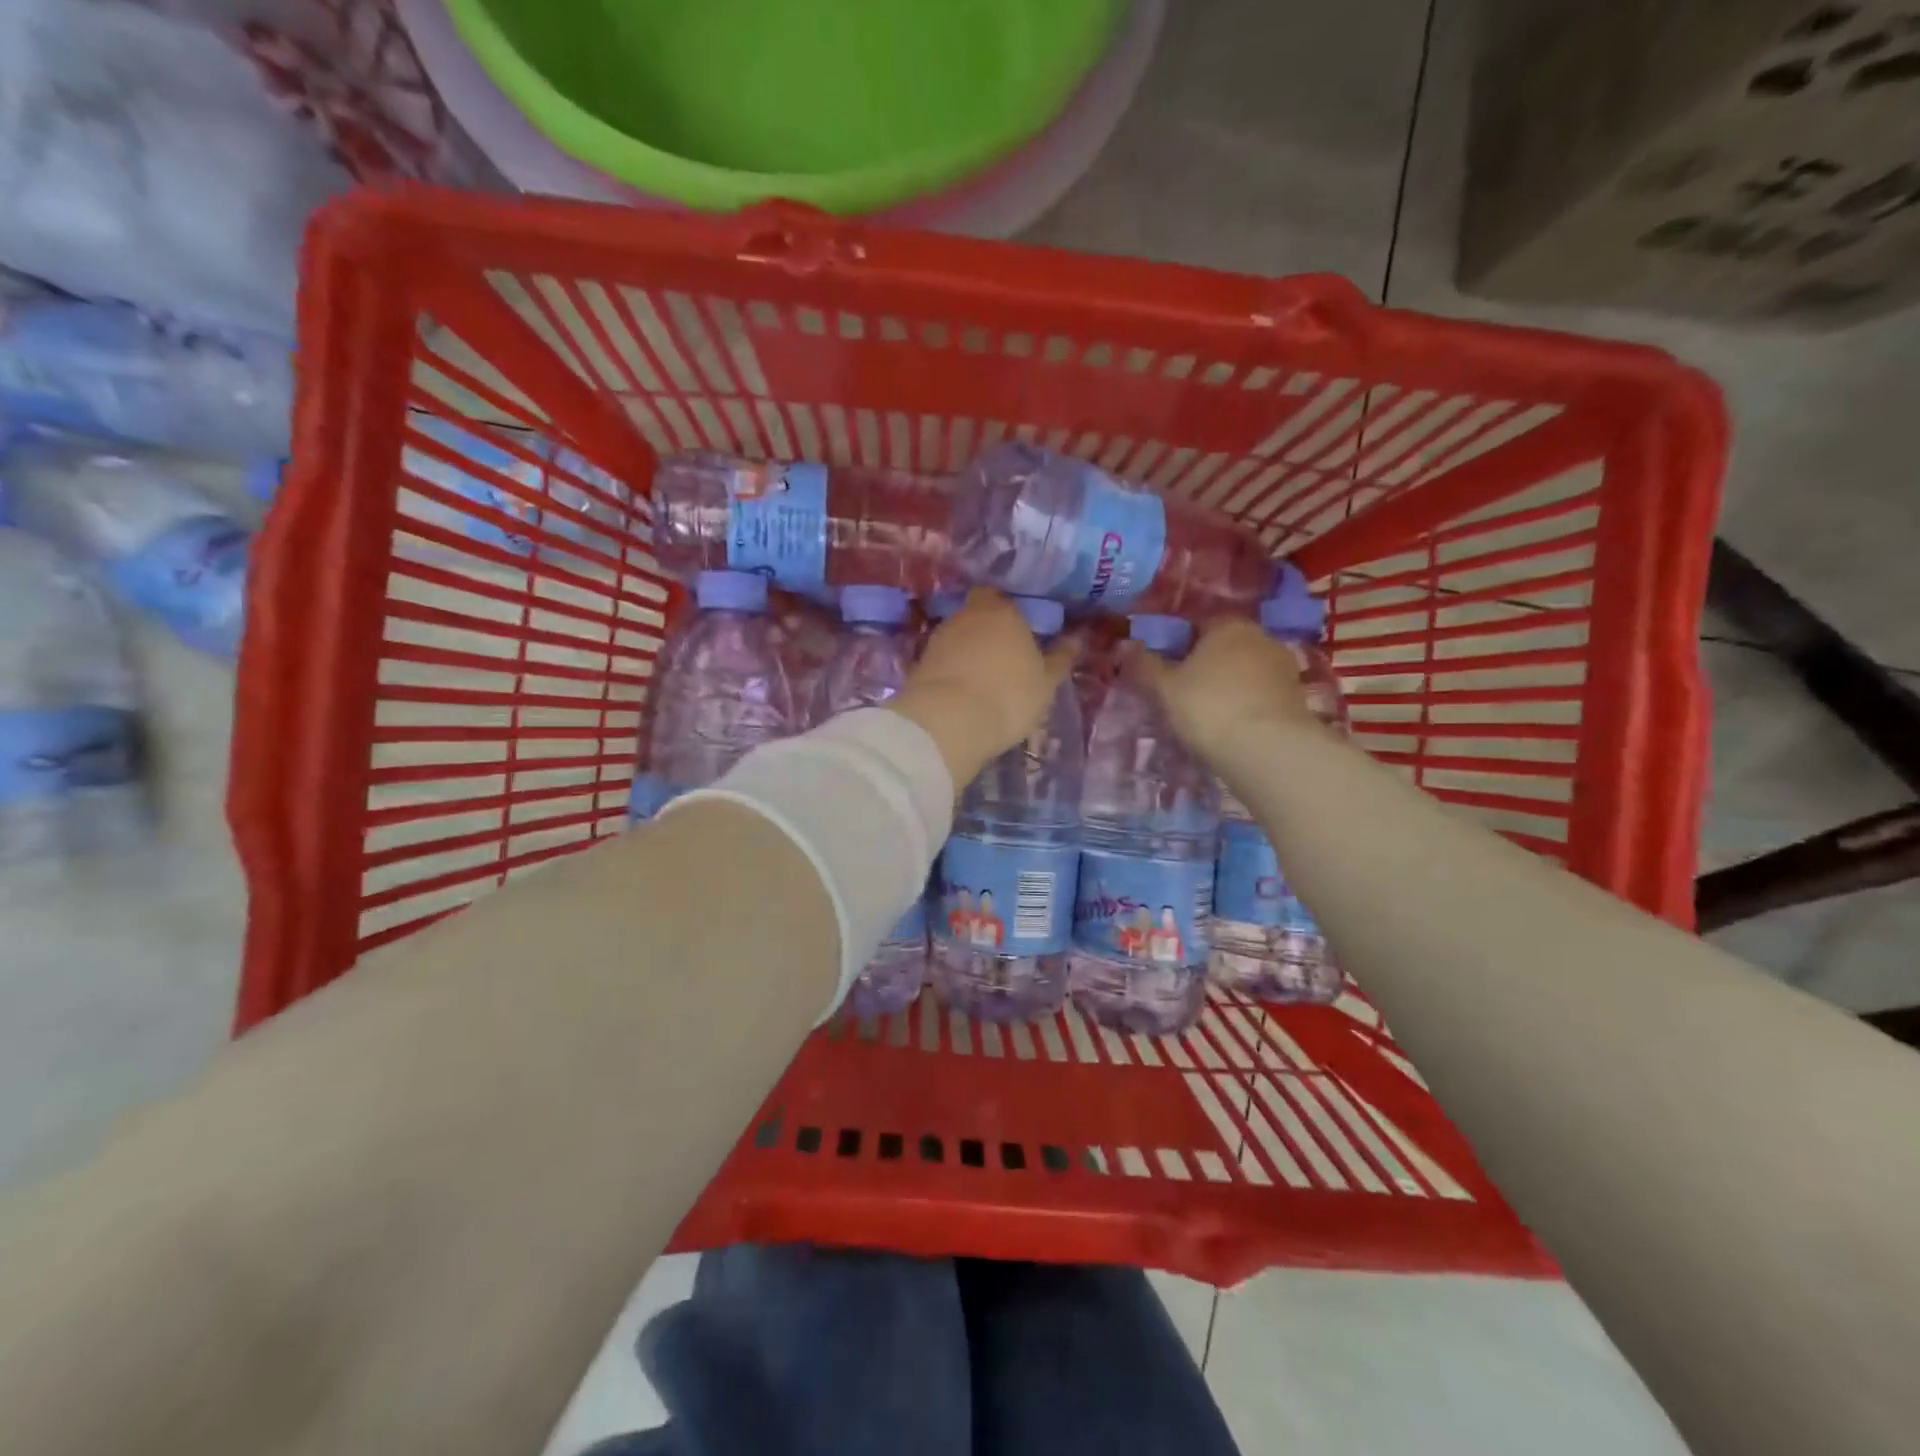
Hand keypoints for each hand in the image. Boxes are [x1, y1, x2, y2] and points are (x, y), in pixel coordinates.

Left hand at [888, 588, 1077, 791]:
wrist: (949, 721)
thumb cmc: (1009, 695)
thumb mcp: (1046, 682)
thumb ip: (1060, 659)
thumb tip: (1076, 639)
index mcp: (1002, 610)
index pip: (1002, 597)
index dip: (1009, 612)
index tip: (1020, 631)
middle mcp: (967, 615)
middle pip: (978, 615)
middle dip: (988, 630)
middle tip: (1005, 655)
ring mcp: (939, 637)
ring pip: (959, 637)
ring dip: (969, 651)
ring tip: (984, 676)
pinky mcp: (920, 663)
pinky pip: (944, 660)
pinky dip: (952, 669)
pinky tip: (963, 689)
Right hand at [1128, 616, 1311, 761]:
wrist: (1267, 748)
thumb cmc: (1208, 705)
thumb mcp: (1165, 688)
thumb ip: (1144, 666)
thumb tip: (1124, 647)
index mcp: (1228, 624)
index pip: (1200, 624)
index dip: (1181, 644)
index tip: (1167, 669)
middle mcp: (1261, 637)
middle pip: (1226, 647)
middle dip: (1207, 665)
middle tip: (1183, 693)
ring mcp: (1284, 667)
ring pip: (1246, 672)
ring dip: (1229, 686)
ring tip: (1207, 714)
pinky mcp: (1297, 698)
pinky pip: (1261, 695)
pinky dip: (1247, 705)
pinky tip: (1231, 727)